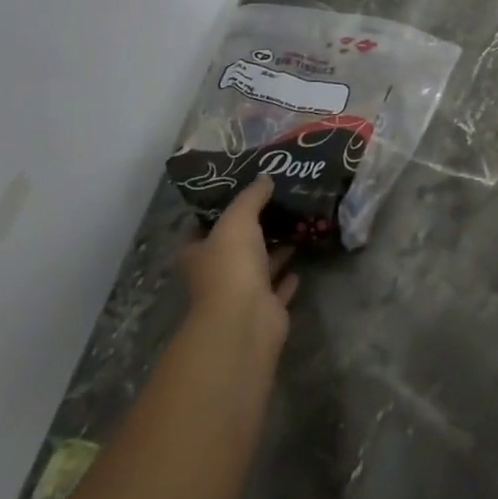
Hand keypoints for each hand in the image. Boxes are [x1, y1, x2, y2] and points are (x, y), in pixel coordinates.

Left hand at [180, 177, 298, 339]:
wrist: (245, 320)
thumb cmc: (231, 265)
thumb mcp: (239, 219)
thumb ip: (251, 197)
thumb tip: (264, 178)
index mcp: (198, 254)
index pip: (199, 229)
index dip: (214, 212)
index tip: (237, 193)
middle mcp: (215, 275)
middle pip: (232, 249)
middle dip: (251, 231)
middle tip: (275, 206)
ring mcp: (239, 295)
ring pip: (257, 268)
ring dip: (272, 252)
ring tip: (294, 227)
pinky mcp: (263, 310)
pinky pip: (276, 289)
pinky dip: (286, 277)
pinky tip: (299, 260)